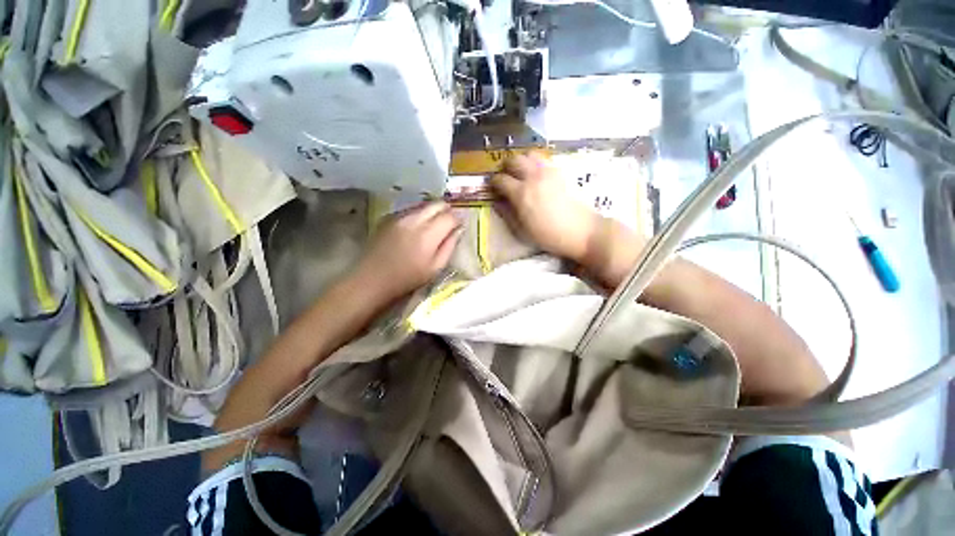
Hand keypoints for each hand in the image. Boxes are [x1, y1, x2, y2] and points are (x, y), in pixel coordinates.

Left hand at [355, 202, 462, 301]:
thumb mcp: (435, 268)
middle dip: (447, 211)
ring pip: (423, 205)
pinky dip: (419, 214)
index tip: (460, 226)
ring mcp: (399, 216)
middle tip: (449, 223)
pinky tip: (416, 228)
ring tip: (433, 226)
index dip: (458, 220)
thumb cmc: (407, 279)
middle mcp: (414, 219)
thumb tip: (459, 229)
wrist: (371, 279)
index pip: (450, 216)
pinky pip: (410, 210)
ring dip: (433, 212)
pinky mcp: (388, 217)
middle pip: (437, 204)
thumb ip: (450, 246)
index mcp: (428, 234)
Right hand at [490, 154, 600, 262]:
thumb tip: (497, 202)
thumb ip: (507, 214)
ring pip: (528, 154)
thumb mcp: (522, 231)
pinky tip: (536, 175)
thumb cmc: (549, 235)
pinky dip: (534, 163)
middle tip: (505, 178)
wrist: (581, 231)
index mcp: (521, 193)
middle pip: (513, 160)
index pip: (500, 179)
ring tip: (520, 173)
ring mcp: (548, 171)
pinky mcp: (560, 171)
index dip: (494, 183)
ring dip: (521, 161)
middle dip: (505, 167)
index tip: (493, 189)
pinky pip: (543, 159)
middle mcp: (533, 177)